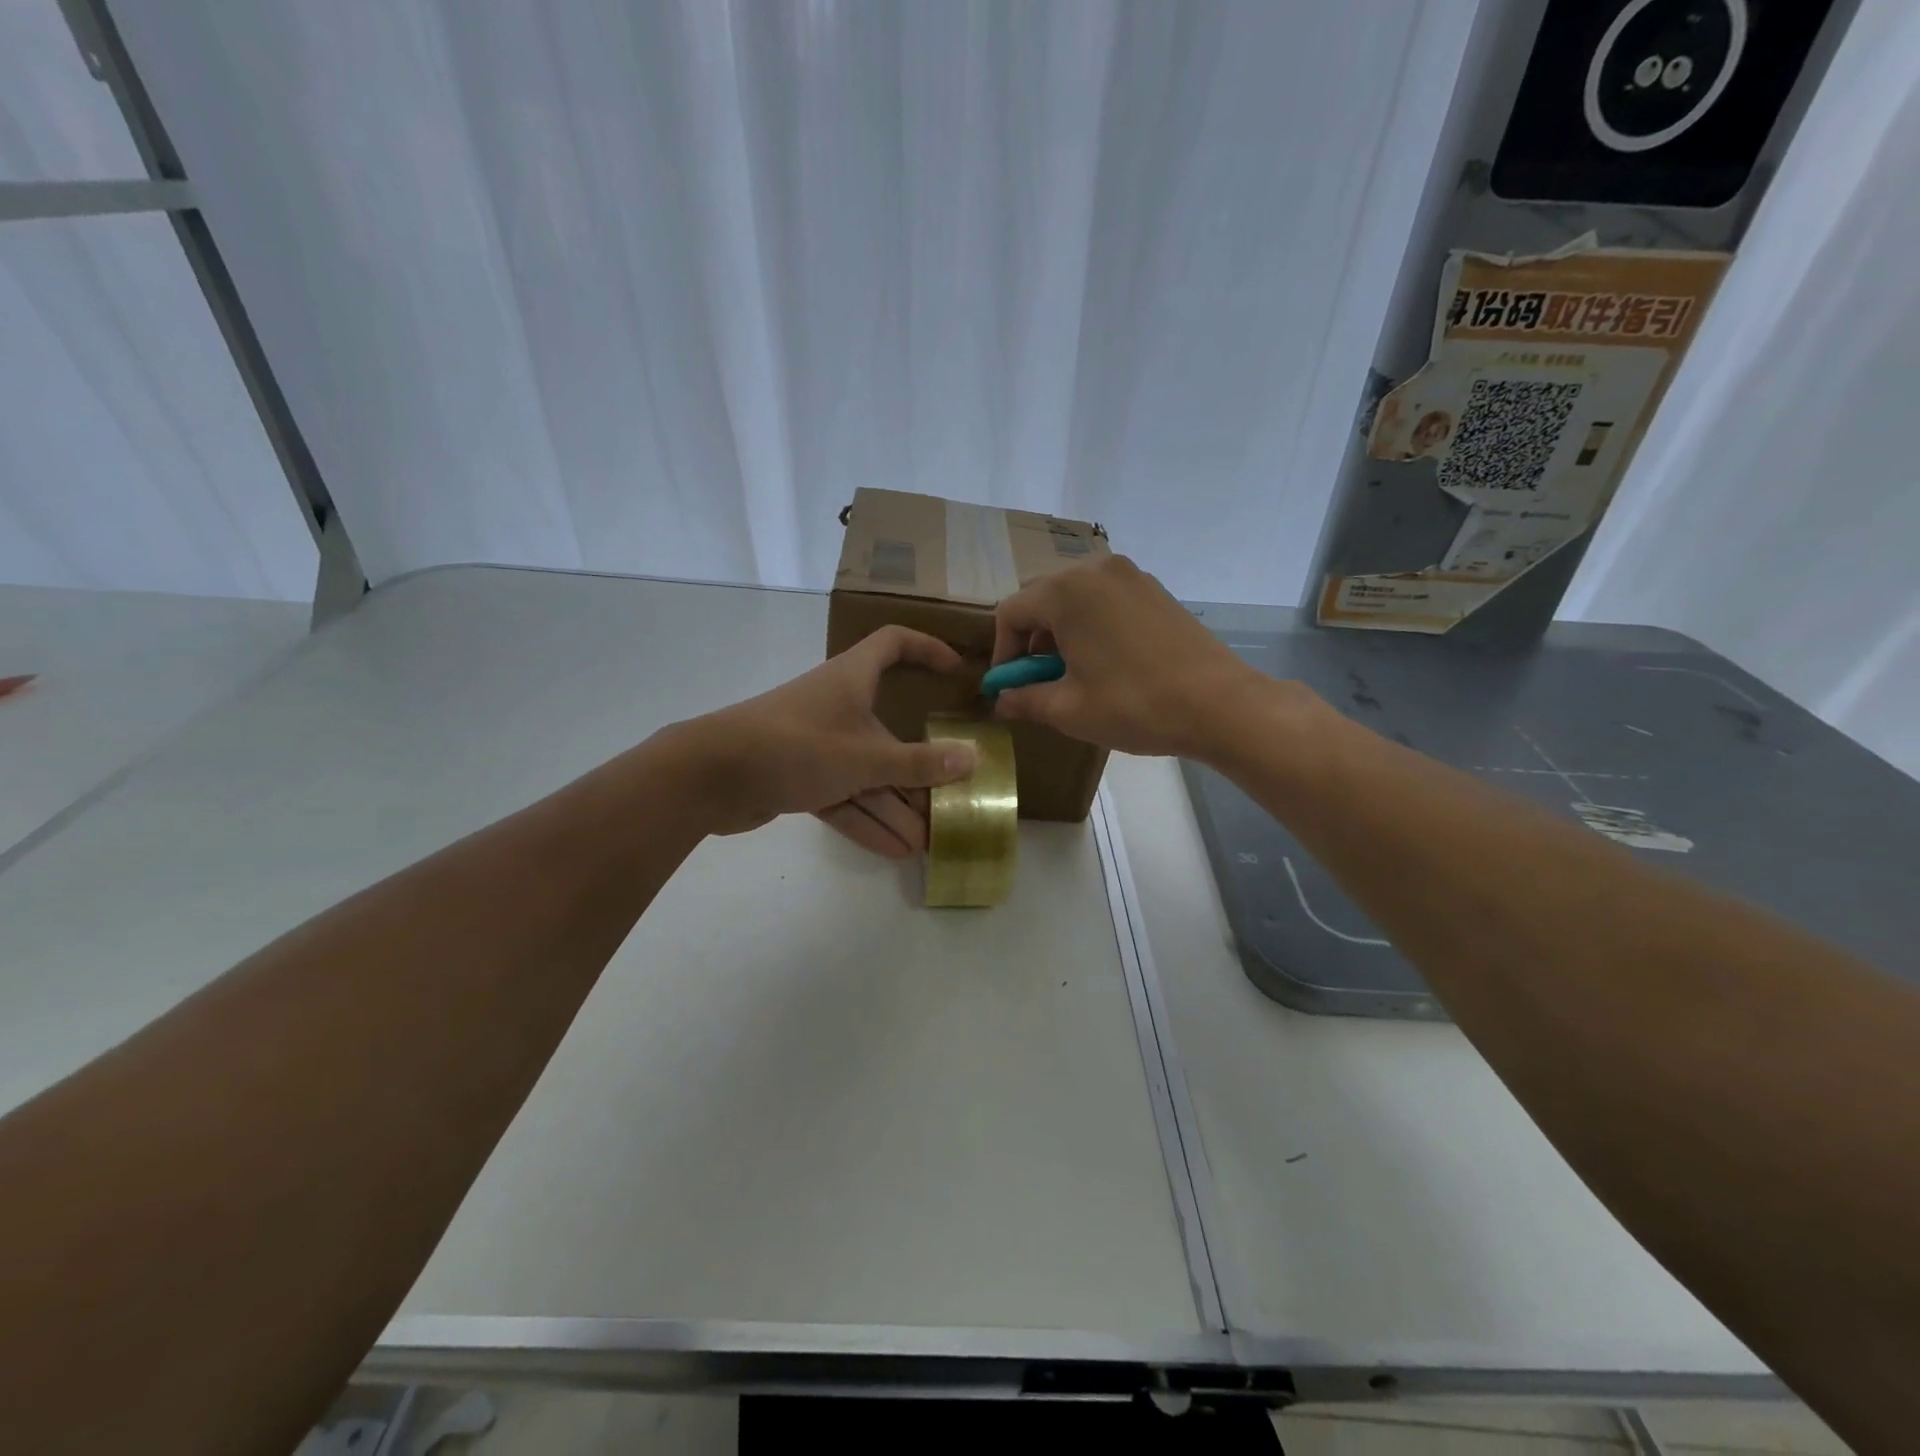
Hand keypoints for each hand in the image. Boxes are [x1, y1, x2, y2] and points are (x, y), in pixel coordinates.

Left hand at [667, 626, 975, 853]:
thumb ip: (919, 763)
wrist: (710, 776)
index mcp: (853, 679)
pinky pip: (843, 795)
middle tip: (949, 797)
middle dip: (919, 767)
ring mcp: (817, 744)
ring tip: (926, 840)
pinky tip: (894, 849)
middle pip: (889, 731)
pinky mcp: (799, 777)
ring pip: (867, 772)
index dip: (926, 649)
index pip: (894, 644)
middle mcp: (838, 706)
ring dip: (895, 805)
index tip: (955, 671)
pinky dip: (865, 819)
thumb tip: (972, 759)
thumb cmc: (795, 746)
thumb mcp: (864, 757)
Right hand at [991, 555, 1264, 757]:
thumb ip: (1024, 700)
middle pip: (1042, 600)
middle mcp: (1095, 570)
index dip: (1003, 654)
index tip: (1010, 689)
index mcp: (1066, 591)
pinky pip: (1106, 601)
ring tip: (1074, 674)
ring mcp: (1130, 576)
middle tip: (1040, 682)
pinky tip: (1106, 663)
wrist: (1220, 704)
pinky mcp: (1155, 590)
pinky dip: (1092, 626)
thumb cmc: (1134, 705)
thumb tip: (1001, 701)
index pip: (1011, 613)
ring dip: (1062, 633)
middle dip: (1032, 641)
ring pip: (1075, 599)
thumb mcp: (1068, 710)